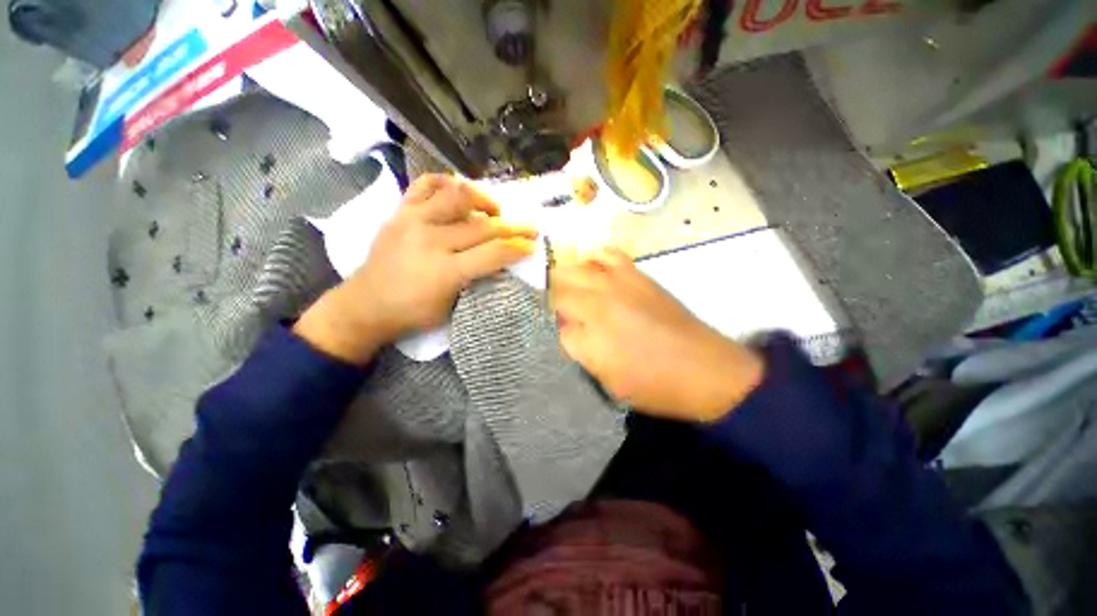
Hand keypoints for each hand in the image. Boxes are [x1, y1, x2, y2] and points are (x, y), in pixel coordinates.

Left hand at [295, 175, 537, 363]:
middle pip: (482, 227)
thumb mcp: (452, 306)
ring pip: (459, 196)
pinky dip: (448, 183)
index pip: (492, 253)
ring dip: (484, 201)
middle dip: (513, 228)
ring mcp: (413, 220)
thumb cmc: (413, 312)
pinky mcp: (400, 210)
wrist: (366, 303)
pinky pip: (427, 184)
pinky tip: (460, 193)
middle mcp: (431, 240)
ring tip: (494, 211)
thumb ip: (476, 279)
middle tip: (530, 228)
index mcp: (445, 271)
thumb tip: (498, 258)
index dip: (517, 248)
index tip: (532, 245)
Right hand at [551, 247, 763, 421]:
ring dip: (568, 280)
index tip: (561, 334)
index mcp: (588, 333)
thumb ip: (580, 350)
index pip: (552, 322)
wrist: (704, 369)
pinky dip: (595, 259)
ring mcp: (616, 283)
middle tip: (563, 315)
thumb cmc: (654, 384)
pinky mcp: (636, 275)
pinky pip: (607, 254)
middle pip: (557, 287)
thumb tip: (567, 328)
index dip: (554, 328)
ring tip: (575, 293)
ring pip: (574, 267)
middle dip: (553, 300)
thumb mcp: (608, 380)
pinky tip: (598, 273)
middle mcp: (596, 301)